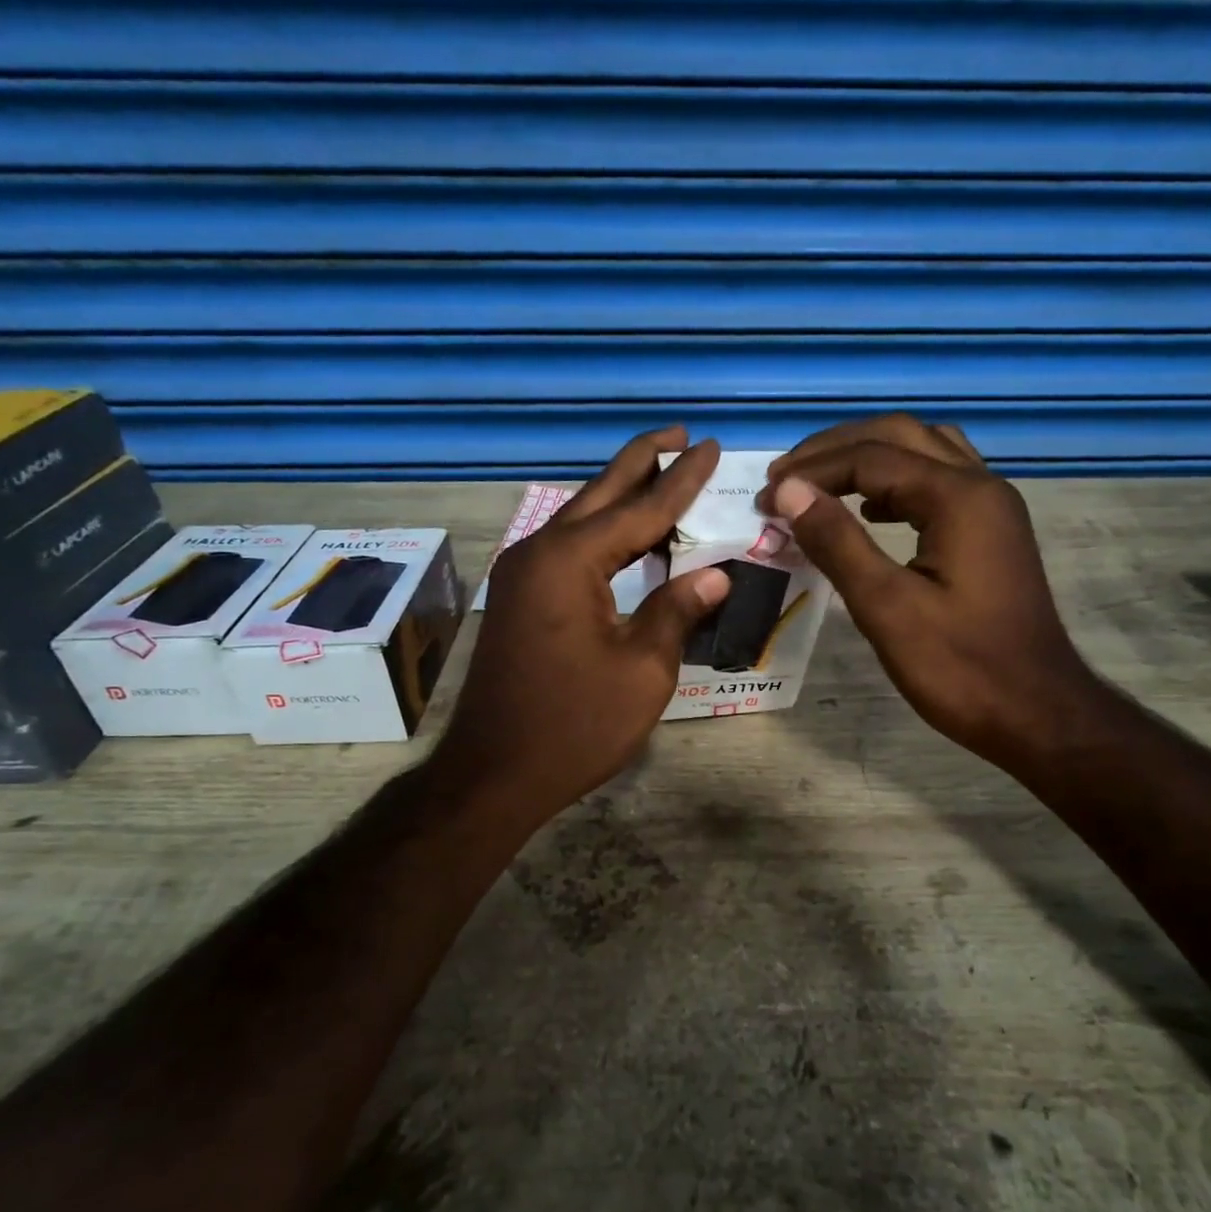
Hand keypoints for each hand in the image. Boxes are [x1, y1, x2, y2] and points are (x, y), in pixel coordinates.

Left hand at [430, 427, 729, 830]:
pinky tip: (628, 537)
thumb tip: (715, 574)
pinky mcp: (520, 600)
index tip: (711, 448)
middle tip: (681, 437)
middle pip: (600, 495)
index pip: (641, 509)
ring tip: (662, 474)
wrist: (495, 774)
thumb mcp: (642, 670)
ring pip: (582, 520)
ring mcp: (523, 576)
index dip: (683, 481)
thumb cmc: (575, 725)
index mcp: (569, 561)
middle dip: (643, 463)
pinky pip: (570, 549)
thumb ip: (677, 611)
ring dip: (622, 497)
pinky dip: (604, 535)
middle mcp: (539, 553)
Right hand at [759, 415, 1093, 772]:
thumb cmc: (960, 667)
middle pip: (899, 436)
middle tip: (785, 477)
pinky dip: (897, 484)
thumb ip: (837, 542)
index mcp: (958, 497)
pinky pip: (940, 482)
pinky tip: (871, 513)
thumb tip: (789, 491)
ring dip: (869, 458)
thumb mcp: (887, 608)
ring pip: (924, 451)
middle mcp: (981, 486)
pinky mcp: (992, 533)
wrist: (1037, 713)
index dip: (810, 473)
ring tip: (820, 485)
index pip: (869, 458)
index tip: (764, 500)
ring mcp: (992, 508)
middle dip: (835, 449)